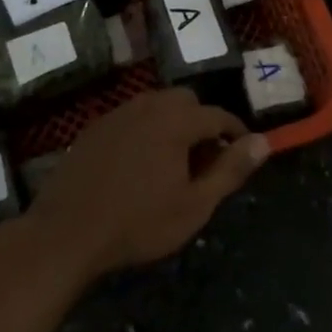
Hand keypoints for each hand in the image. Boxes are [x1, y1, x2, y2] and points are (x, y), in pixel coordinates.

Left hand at [24, 88, 268, 281]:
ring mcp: (118, 113)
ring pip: (156, 104)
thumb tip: (263, 142)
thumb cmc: (138, 222)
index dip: (235, 132)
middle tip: (205, 159)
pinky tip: (139, 162)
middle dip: (202, 122)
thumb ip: (231, 170)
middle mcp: (148, 106)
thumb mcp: (194, 205)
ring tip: (174, 161)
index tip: (243, 152)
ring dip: (173, 123)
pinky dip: (145, 129)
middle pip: (186, 101)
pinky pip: (131, 116)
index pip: (218, 115)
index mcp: (176, 121)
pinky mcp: (95, 127)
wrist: (68, 231)